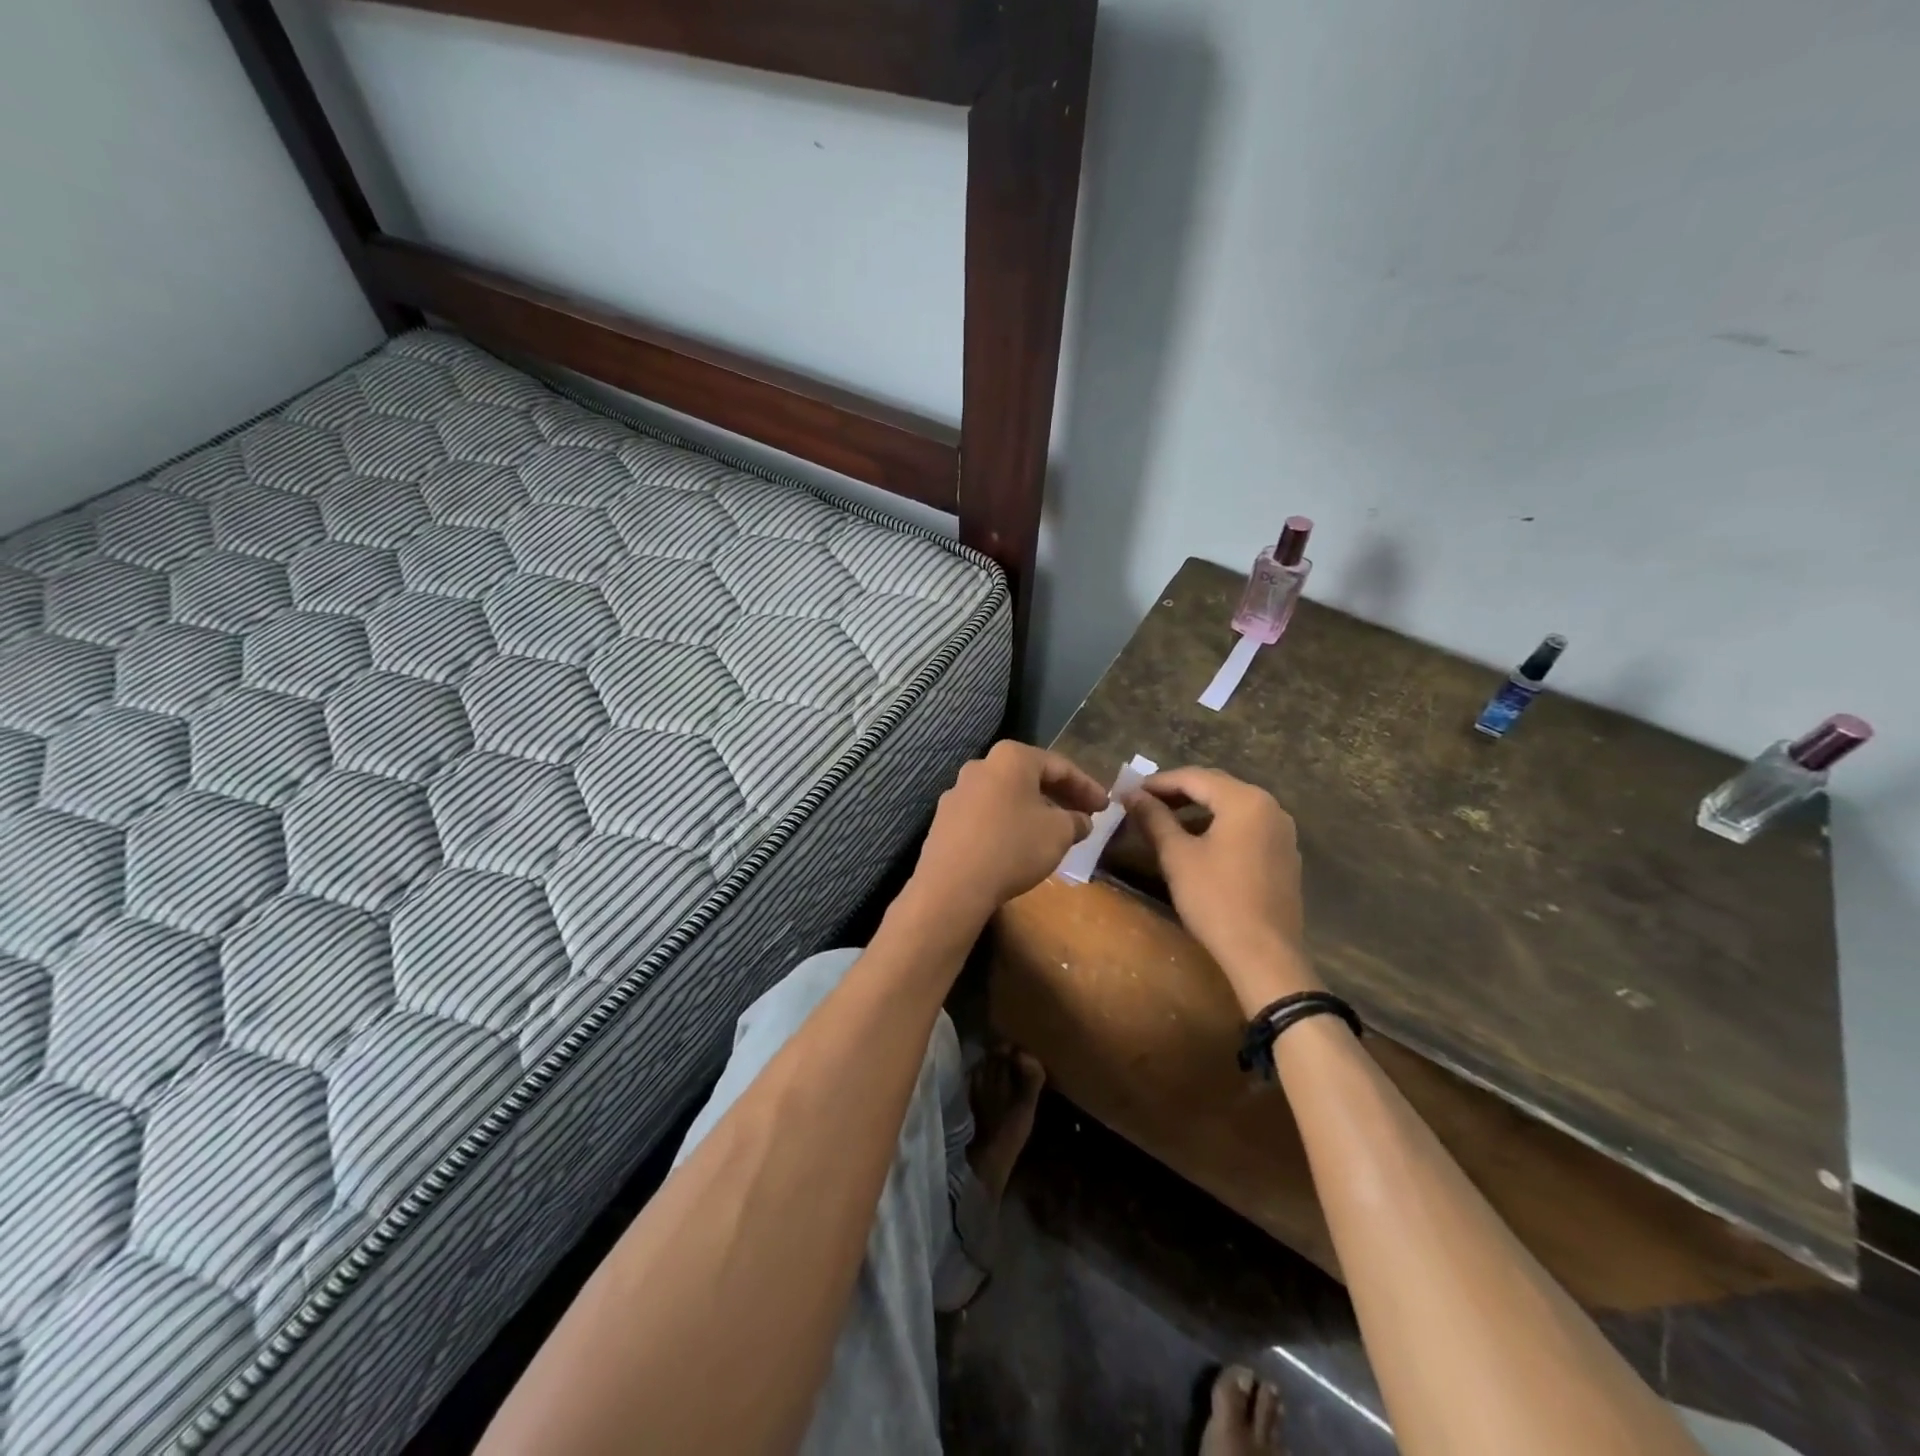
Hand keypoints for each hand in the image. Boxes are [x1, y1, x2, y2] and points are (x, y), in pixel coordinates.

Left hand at [910, 742, 1109, 927]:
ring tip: (1053, 830)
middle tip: (1084, 815)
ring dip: (1032, 809)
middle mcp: (981, 765)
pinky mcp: (944, 819)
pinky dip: (1008, 822)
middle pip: (1029, 777)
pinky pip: (985, 814)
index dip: (1087, 787)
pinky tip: (1019, 843)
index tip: (1105, 806)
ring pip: (1006, 795)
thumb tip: (1080, 821)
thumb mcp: (1059, 833)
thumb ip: (1075, 821)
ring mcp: (957, 791)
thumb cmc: (1013, 847)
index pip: (1059, 766)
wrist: (952, 884)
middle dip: (1059, 796)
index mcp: (1011, 758)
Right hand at [1124, 767, 1320, 1011]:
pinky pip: (1246, 828)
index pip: (1194, 777)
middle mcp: (1270, 807)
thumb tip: (1131, 794)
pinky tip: (1198, 845)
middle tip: (1143, 804)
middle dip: (1178, 793)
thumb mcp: (1177, 855)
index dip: (1157, 783)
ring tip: (1166, 824)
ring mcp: (1282, 833)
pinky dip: (1219, 827)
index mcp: (1245, 800)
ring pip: (1232, 808)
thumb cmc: (1215, 899)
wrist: (1264, 955)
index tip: (1129, 792)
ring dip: (1198, 811)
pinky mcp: (1284, 856)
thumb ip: (1154, 818)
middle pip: (1216, 788)